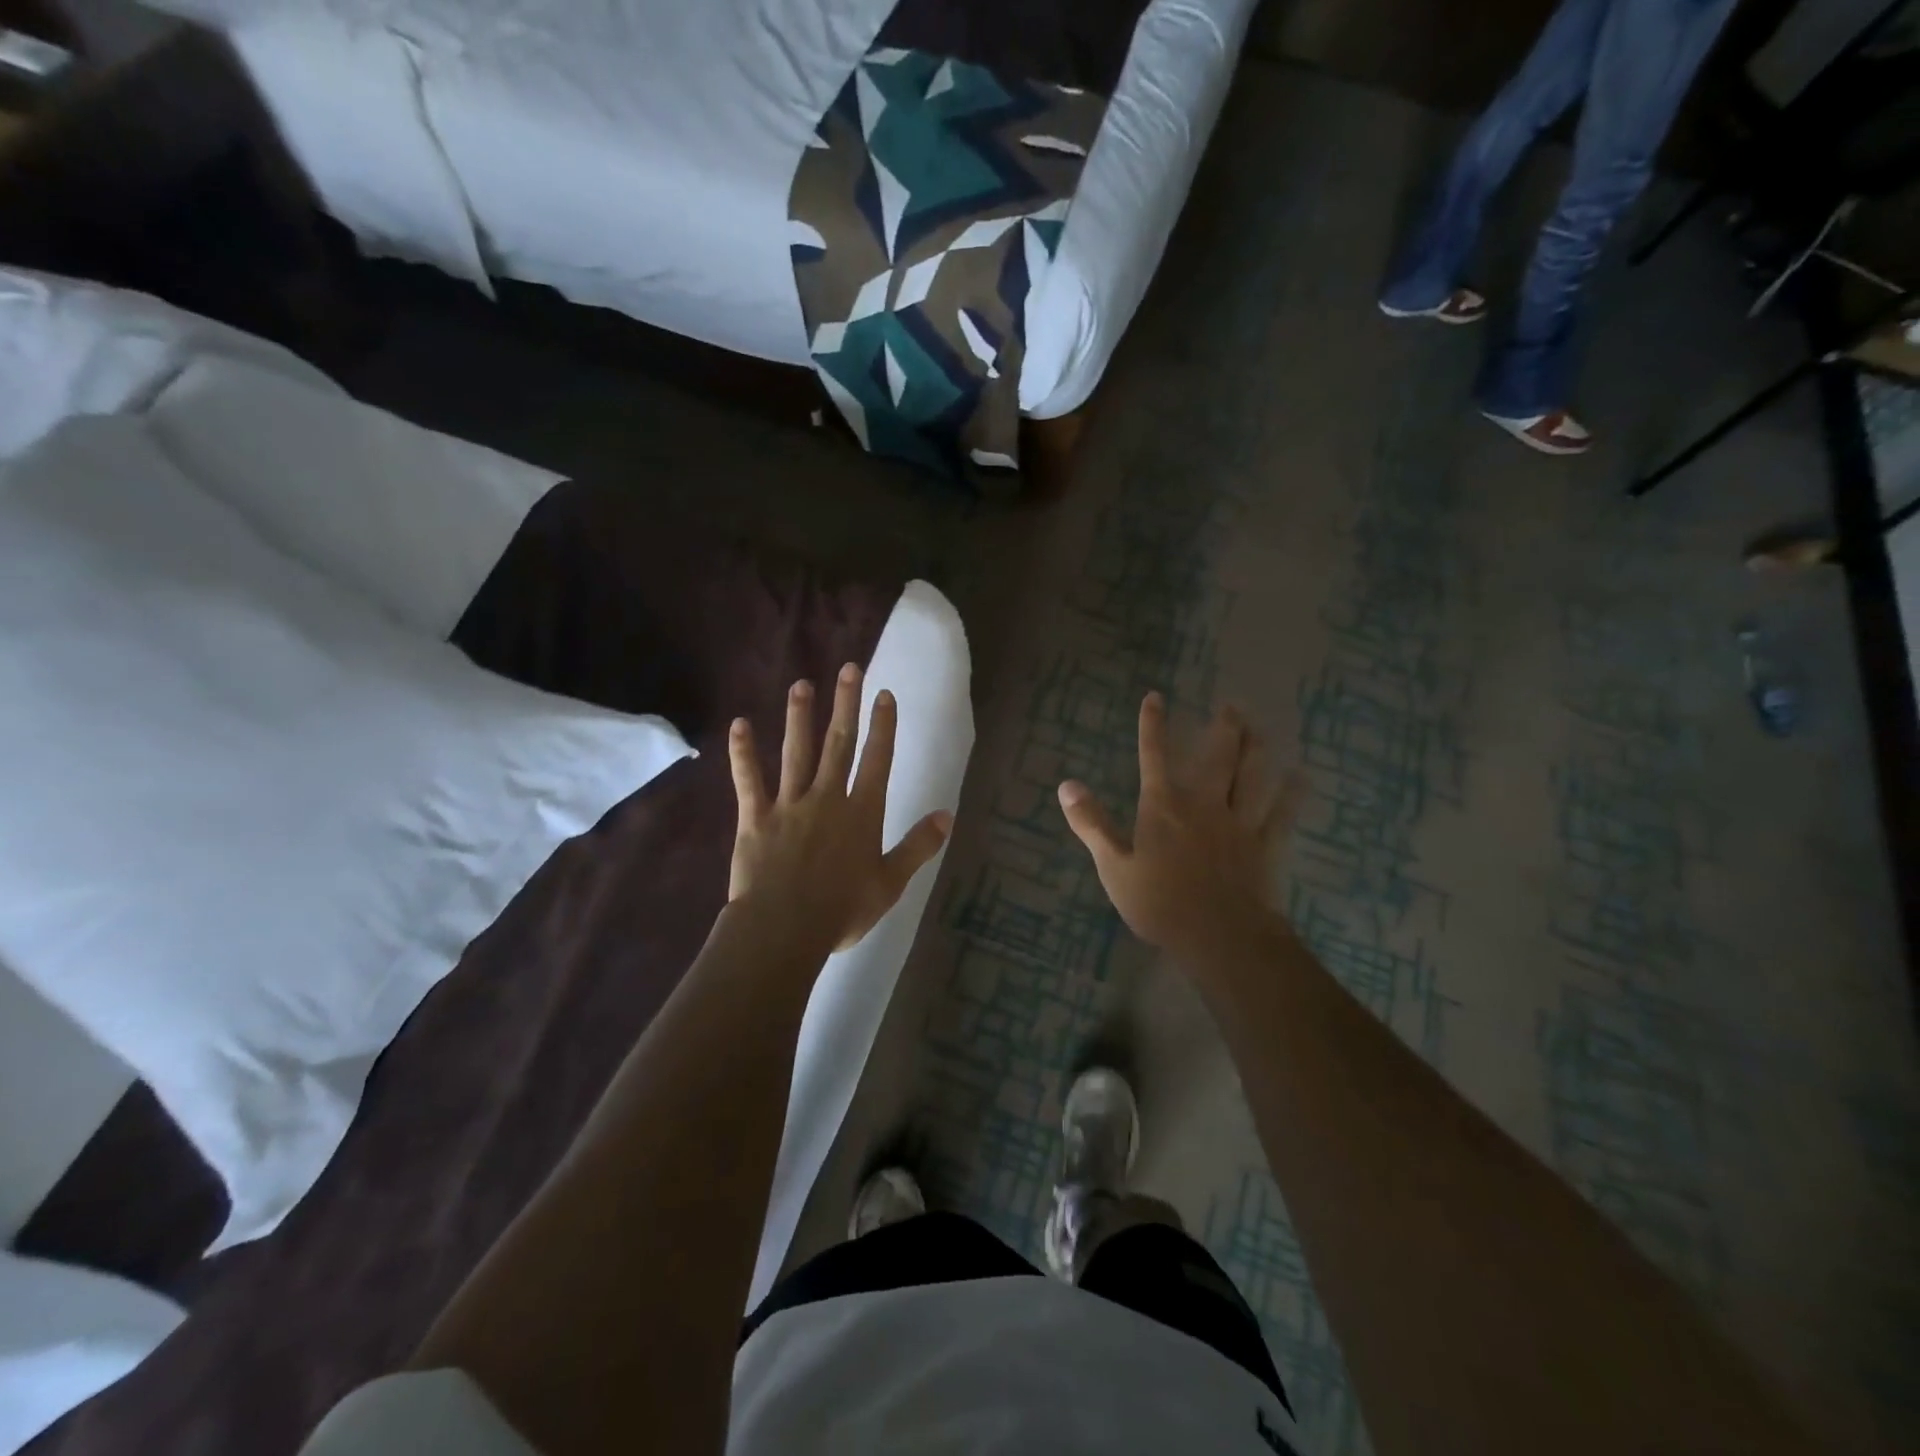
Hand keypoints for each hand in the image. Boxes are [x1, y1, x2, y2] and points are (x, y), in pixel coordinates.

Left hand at [728, 663, 952, 954]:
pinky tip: (739, 724)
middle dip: (845, 705)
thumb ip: (918, 846)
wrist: (784, 929)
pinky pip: (748, 780)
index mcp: (861, 813)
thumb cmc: (842, 910)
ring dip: (799, 717)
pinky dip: (743, 753)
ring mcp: (789, 804)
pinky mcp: (755, 817)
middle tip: (847, 669)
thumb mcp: (890, 882)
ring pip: (796, 752)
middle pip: (839, 744)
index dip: (883, 726)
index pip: (877, 760)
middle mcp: (827, 798)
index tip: (884, 694)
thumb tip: (947, 815)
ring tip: (801, 684)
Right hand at [1057, 693, 1302, 963]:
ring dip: (1256, 749)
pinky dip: (1291, 794)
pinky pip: (1281, 813)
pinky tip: (1301, 777)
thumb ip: (1092, 823)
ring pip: (1252, 776)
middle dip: (1222, 729)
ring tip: (1260, 727)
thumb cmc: (1159, 904)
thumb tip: (1066, 785)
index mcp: (1163, 807)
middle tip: (1231, 706)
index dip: (1153, 725)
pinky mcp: (1265, 845)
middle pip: (1216, 757)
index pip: (1154, 756)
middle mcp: (1203, 804)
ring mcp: (1239, 822)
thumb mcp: (1113, 866)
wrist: (1219, 936)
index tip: (1156, 696)